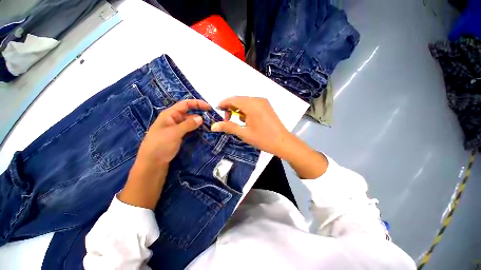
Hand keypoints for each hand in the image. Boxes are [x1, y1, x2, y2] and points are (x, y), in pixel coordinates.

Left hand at [136, 99, 209, 167]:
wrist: (152, 163)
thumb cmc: (160, 145)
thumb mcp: (175, 133)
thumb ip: (188, 124)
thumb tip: (201, 118)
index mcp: (170, 114)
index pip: (185, 104)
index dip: (197, 103)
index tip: (209, 107)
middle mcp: (173, 119)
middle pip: (188, 113)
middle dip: (199, 113)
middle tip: (211, 118)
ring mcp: (175, 128)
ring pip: (189, 122)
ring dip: (198, 122)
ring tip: (209, 125)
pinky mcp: (178, 136)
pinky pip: (188, 129)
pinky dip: (195, 129)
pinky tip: (202, 132)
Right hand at [211, 96, 293, 157]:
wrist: (283, 142)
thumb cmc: (263, 138)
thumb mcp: (244, 133)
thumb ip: (228, 127)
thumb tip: (213, 126)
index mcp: (251, 105)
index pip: (233, 99)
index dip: (223, 103)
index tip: (217, 110)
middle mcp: (257, 100)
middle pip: (239, 99)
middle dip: (231, 107)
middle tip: (227, 119)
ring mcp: (263, 102)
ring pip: (246, 101)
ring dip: (239, 108)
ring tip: (238, 121)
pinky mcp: (266, 106)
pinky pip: (252, 104)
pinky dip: (246, 109)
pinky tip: (247, 119)